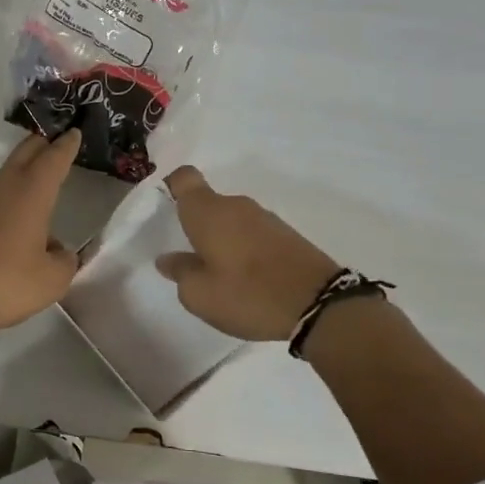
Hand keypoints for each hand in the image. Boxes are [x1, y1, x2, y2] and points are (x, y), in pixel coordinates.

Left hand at [0, 130, 82, 332]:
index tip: (73, 131)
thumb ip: (64, 262)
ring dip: (23, 171)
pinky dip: (8, 197)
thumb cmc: (2, 282)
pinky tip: (13, 220)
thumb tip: (59, 252)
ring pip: (6, 176)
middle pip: (24, 155)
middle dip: (41, 145)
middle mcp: (3, 189)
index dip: (66, 146)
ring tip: (38, 178)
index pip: (53, 160)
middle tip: (55, 139)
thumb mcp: (50, 280)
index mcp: (31, 194)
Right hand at [155, 166, 339, 340]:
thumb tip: (168, 259)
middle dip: (197, 225)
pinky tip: (247, 278)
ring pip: (231, 220)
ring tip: (220, 275)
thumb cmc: (247, 295)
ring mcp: (265, 218)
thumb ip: (180, 272)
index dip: (172, 186)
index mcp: (208, 212)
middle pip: (208, 204)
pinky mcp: (287, 234)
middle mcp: (236, 206)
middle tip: (189, 258)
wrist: (319, 305)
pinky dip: (245, 248)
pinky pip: (253, 233)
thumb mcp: (200, 295)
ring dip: (222, 239)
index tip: (165, 206)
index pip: (184, 178)